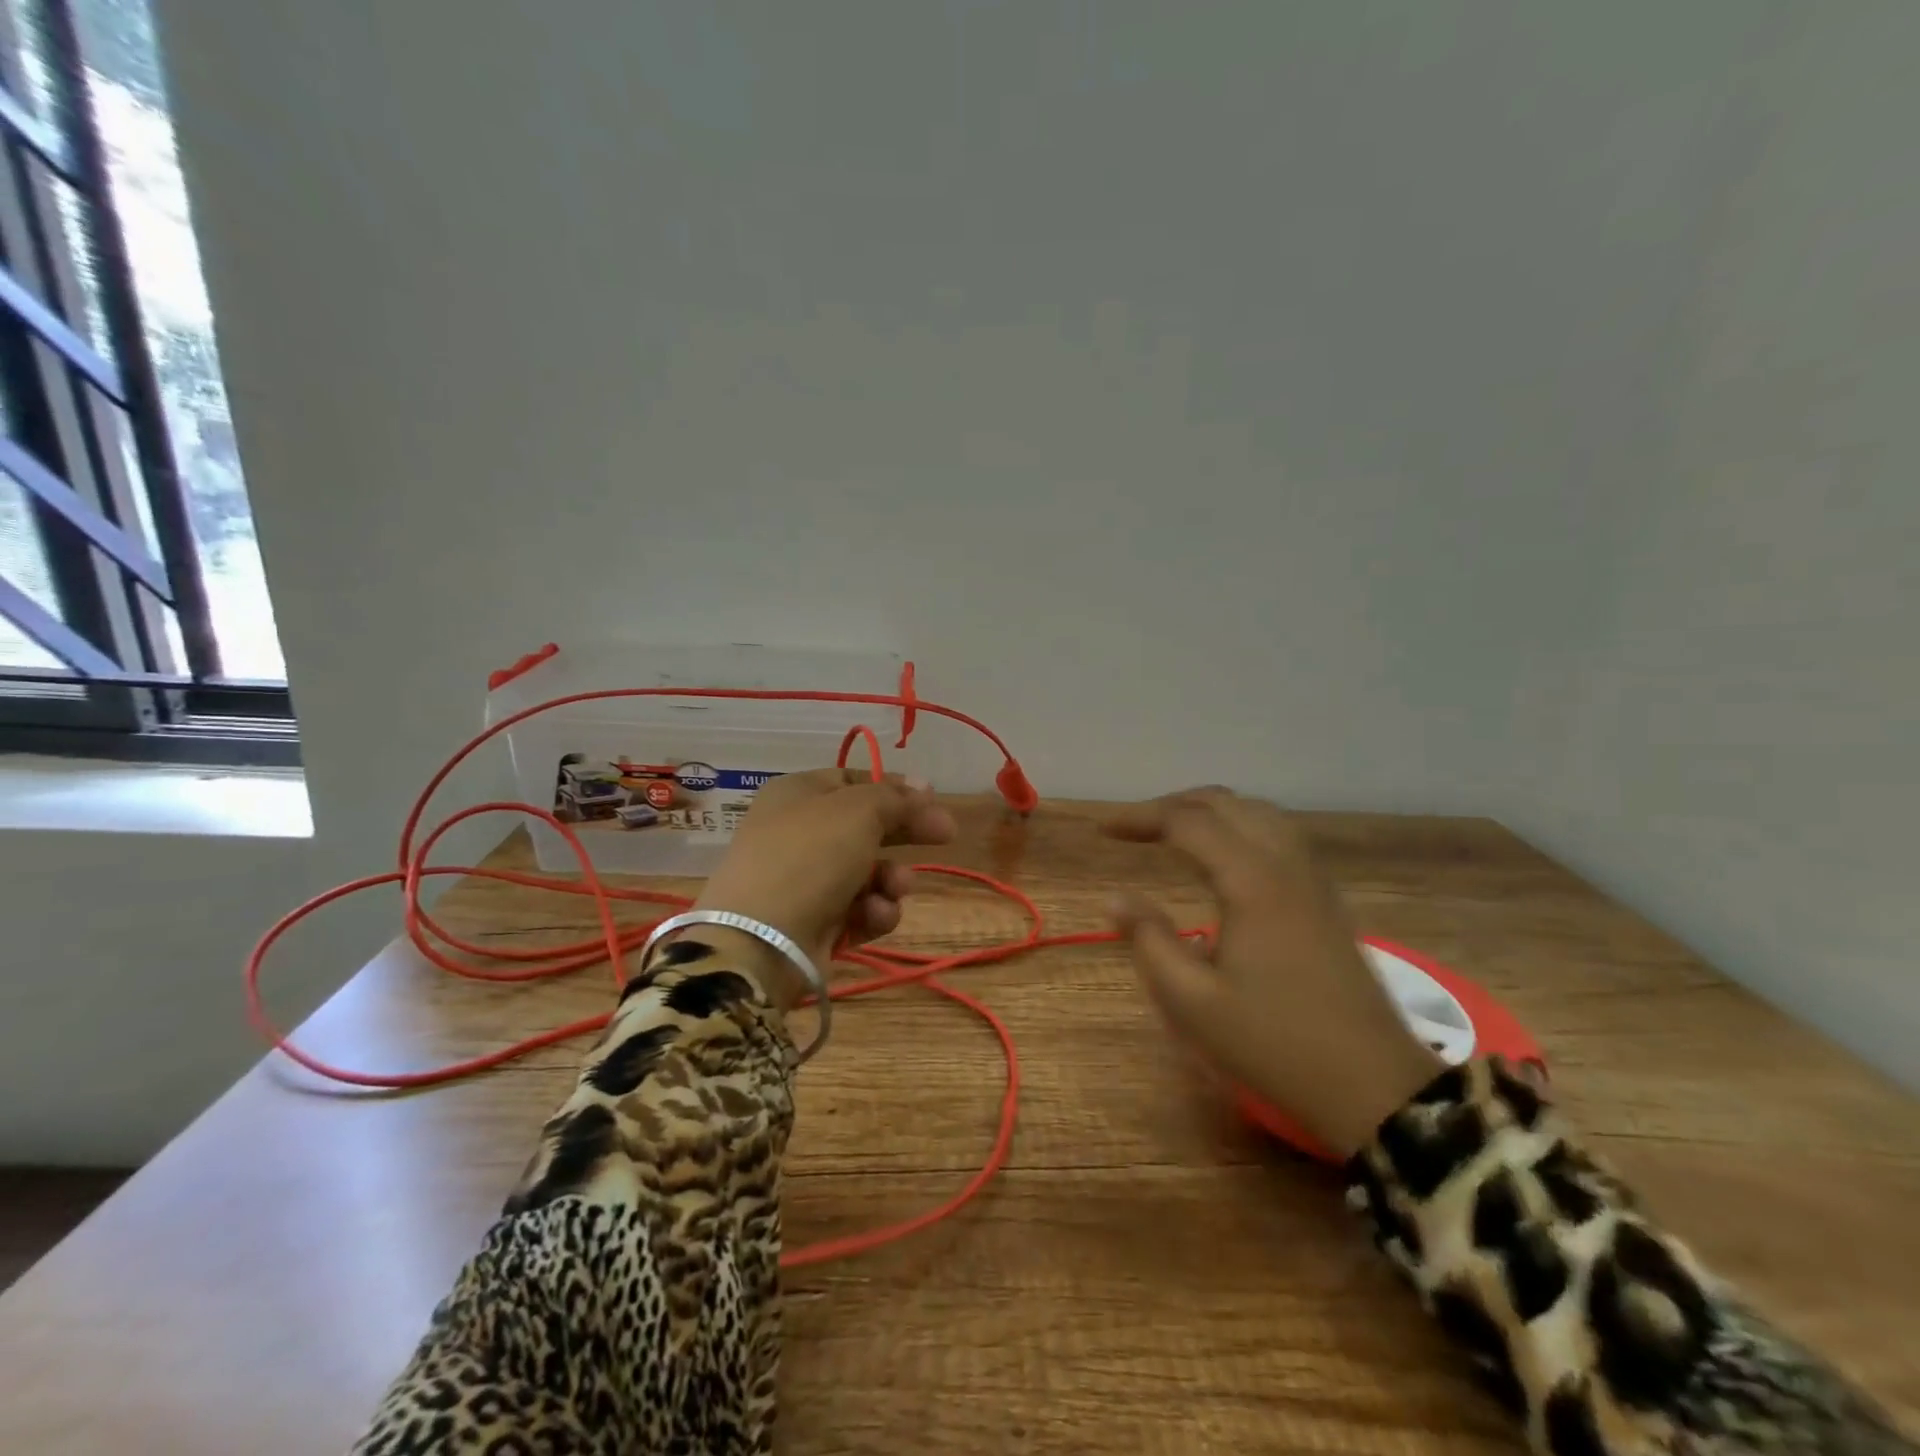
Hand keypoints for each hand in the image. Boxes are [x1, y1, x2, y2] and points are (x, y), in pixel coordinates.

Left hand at [690, 767, 956, 1003]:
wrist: (761, 940)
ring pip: (868, 872)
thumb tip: (924, 786)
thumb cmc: (810, 857)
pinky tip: (874, 916)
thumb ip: (895, 798)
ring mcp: (806, 880)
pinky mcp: (815, 922)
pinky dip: (872, 912)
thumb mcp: (858, 811)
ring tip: (895, 888)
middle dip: (905, 833)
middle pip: (866, 826)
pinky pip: (858, 910)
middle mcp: (799, 832)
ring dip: (891, 879)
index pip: (854, 780)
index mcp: (798, 794)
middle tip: (947, 835)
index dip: (894, 788)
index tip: (932, 798)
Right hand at [1104, 788, 1442, 1157]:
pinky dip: (1241, 824)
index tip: (1103, 829)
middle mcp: (1284, 864)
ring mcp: (1312, 879)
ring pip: (1258, 813)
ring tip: (1173, 829)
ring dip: (1210, 810)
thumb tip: (1117, 899)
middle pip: (1225, 804)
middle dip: (1172, 806)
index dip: (1140, 817)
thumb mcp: (1192, 1002)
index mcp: (1251, 881)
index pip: (1187, 823)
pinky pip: (1279, 833)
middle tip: (1132, 826)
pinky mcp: (1326, 898)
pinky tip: (1227, 852)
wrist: (1373, 1086)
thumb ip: (1149, 941)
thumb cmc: (1274, 1044)